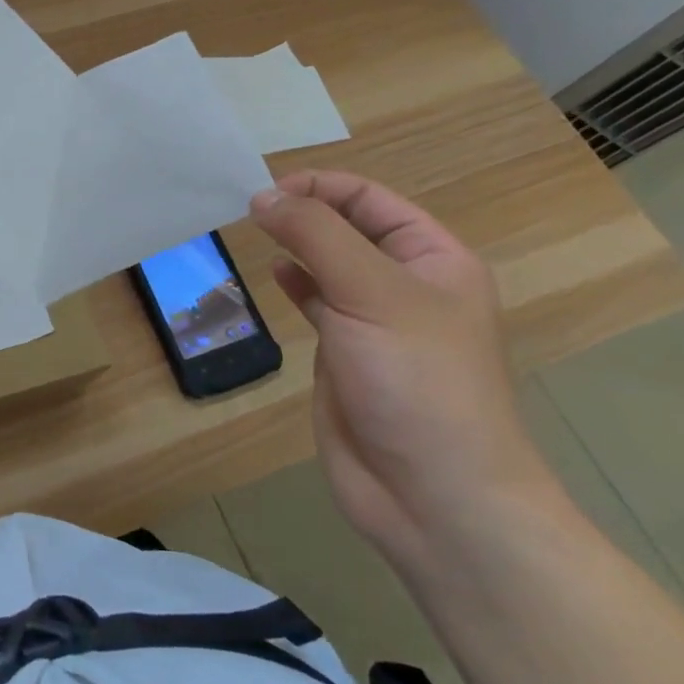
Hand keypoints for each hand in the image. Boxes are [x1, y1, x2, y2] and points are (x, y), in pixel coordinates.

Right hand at [251, 171, 555, 571]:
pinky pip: (316, 300)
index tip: (264, 193)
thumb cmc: (417, 381)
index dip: (319, 187)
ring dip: (293, 243)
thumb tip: (262, 196)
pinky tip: (274, 273)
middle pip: (347, 225)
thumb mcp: (371, 293)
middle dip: (302, 211)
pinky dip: (293, 281)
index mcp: (434, 259)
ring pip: (327, 262)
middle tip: (248, 209)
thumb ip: (315, 236)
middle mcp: (406, 282)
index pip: (370, 199)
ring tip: (252, 232)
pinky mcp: (346, 351)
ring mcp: (374, 319)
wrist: (434, 497)